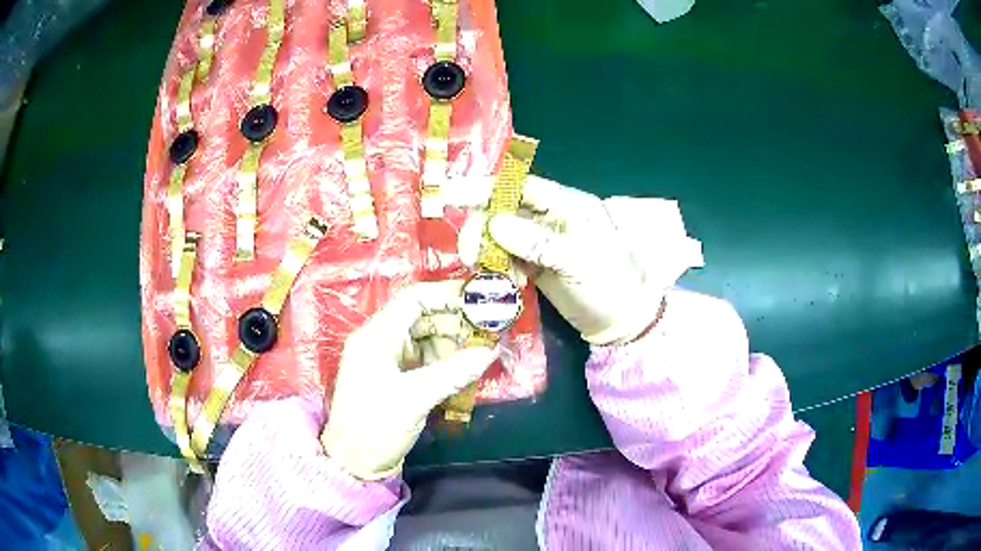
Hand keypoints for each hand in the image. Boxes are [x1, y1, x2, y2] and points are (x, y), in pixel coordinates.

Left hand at [321, 281, 496, 480]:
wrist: (354, 463)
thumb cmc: (376, 426)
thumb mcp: (415, 398)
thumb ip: (454, 372)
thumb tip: (491, 351)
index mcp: (376, 336)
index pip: (414, 300)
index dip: (446, 295)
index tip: (479, 300)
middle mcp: (381, 341)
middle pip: (422, 318)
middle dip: (455, 322)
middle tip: (489, 330)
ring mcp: (388, 360)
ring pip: (426, 339)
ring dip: (453, 344)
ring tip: (482, 352)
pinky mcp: (395, 378)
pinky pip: (424, 359)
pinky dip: (445, 361)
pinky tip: (466, 368)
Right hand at [462, 176, 700, 344]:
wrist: (622, 324)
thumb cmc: (610, 284)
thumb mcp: (577, 260)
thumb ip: (536, 241)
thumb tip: (494, 224)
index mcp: (569, 205)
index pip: (525, 186)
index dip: (494, 191)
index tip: (463, 204)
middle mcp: (553, 218)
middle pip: (508, 210)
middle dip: (485, 227)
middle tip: (468, 252)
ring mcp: (543, 243)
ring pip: (504, 235)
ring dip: (489, 250)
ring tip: (483, 270)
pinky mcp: (537, 266)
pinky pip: (509, 258)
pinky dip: (498, 267)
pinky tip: (497, 280)